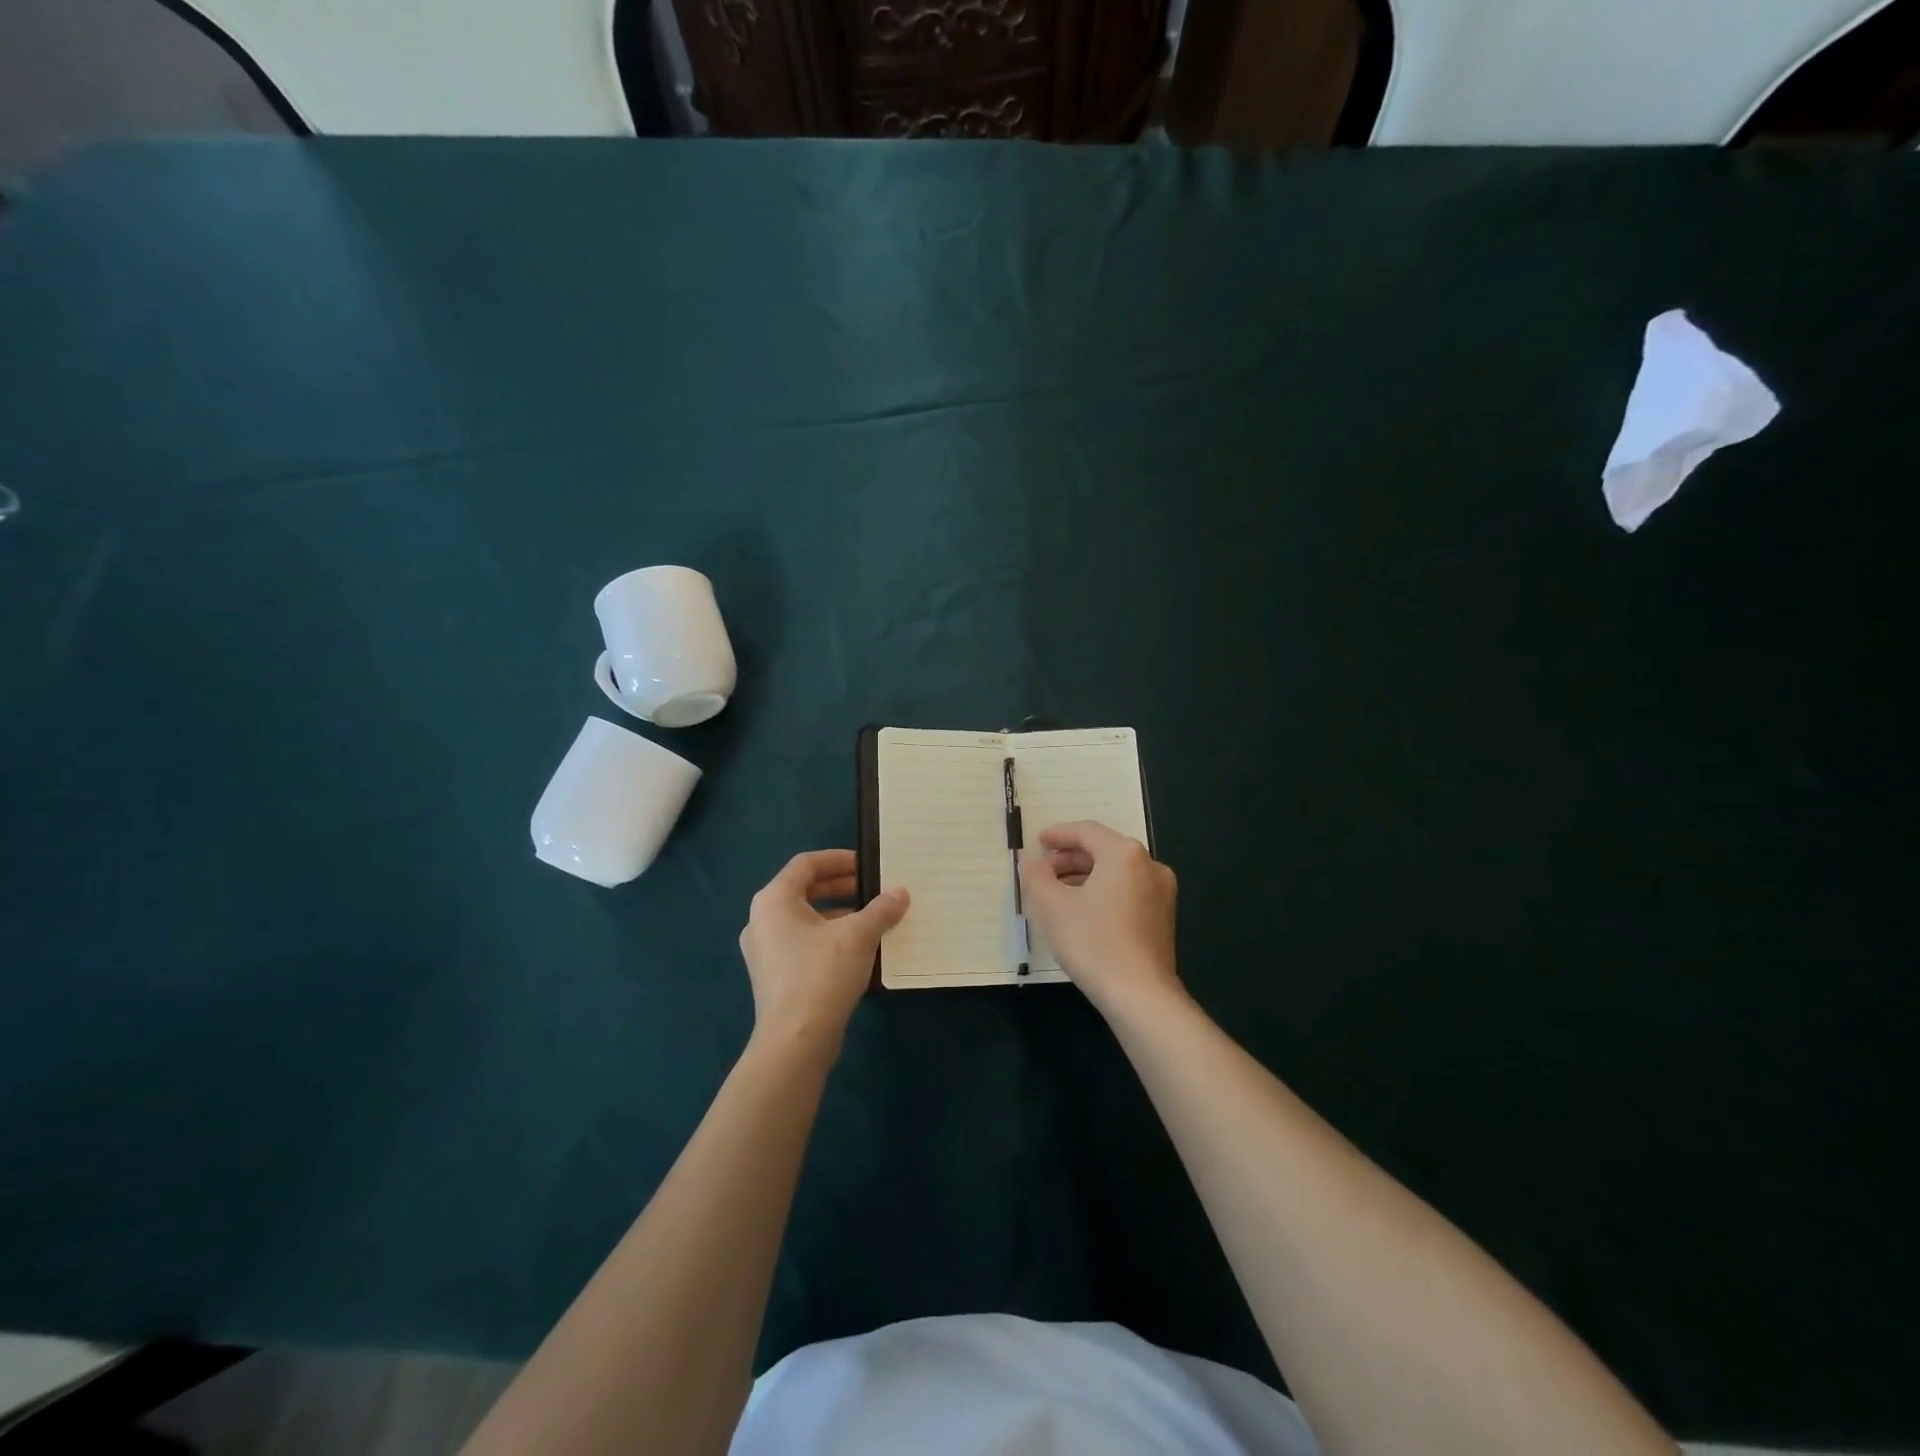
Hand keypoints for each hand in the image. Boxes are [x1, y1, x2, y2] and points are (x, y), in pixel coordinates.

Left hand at [739, 849, 909, 1049]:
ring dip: (838, 914)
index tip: (868, 864)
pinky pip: (802, 943)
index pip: (806, 864)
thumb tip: (901, 893)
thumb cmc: (822, 974)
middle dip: (842, 887)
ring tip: (872, 919)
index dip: (839, 859)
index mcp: (773, 900)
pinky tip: (857, 950)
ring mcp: (763, 950)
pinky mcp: (773, 976)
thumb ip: (881, 909)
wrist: (795, 1041)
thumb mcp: (858, 935)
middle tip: (874, 889)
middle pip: (804, 890)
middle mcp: (761, 920)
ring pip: (805, 919)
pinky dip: (828, 937)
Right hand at [1020, 821, 1180, 1016]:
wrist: (1141, 995)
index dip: (1059, 834)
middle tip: (1042, 871)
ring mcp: (1161, 893)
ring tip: (1057, 893)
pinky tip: (1082, 912)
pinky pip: (1127, 891)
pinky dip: (1103, 892)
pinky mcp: (1163, 918)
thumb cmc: (1093, 942)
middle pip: (1103, 850)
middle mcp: (1149, 865)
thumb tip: (1031, 861)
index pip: (1087, 831)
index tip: (1038, 842)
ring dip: (1085, 877)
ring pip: (1116, 872)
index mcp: (1124, 854)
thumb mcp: (1052, 907)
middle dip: (1069, 858)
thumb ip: (1036, 875)